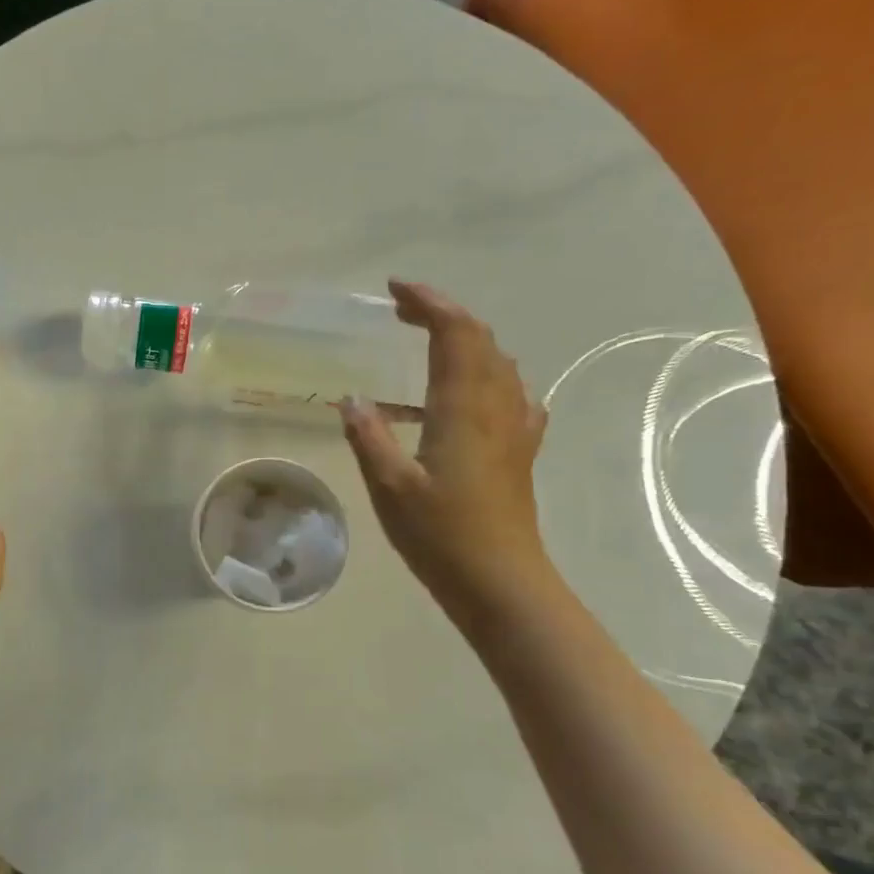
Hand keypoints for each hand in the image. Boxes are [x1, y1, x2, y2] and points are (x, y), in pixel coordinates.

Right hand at [341, 281, 548, 616]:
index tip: (395, 290)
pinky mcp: (521, 452)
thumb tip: (352, 398)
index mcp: (462, 407)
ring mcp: (515, 428)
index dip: (428, 303)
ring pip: (499, 363)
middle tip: (403, 311)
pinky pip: (512, 396)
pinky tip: (476, 394)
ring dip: (467, 340)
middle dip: (443, 314)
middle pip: (480, 339)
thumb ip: (369, 436)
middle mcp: (495, 406)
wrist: (501, 582)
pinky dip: (490, 376)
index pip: (454, 333)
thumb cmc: (441, 535)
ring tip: (431, 342)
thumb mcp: (389, 486)